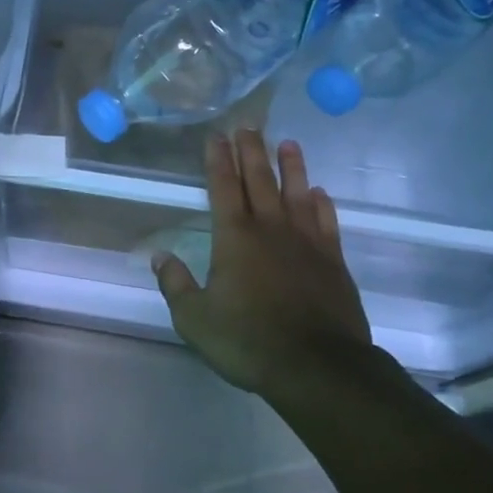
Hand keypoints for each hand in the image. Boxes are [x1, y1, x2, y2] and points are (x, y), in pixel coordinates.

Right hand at [152, 129, 377, 398]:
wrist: (319, 367)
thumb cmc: (249, 341)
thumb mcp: (195, 320)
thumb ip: (176, 285)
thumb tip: (159, 257)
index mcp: (234, 239)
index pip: (223, 188)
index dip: (218, 160)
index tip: (216, 136)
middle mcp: (271, 230)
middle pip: (259, 181)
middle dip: (251, 151)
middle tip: (248, 125)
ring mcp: (307, 243)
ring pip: (297, 194)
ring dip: (291, 167)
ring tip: (288, 143)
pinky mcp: (333, 262)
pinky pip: (327, 223)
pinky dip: (322, 204)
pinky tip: (320, 193)